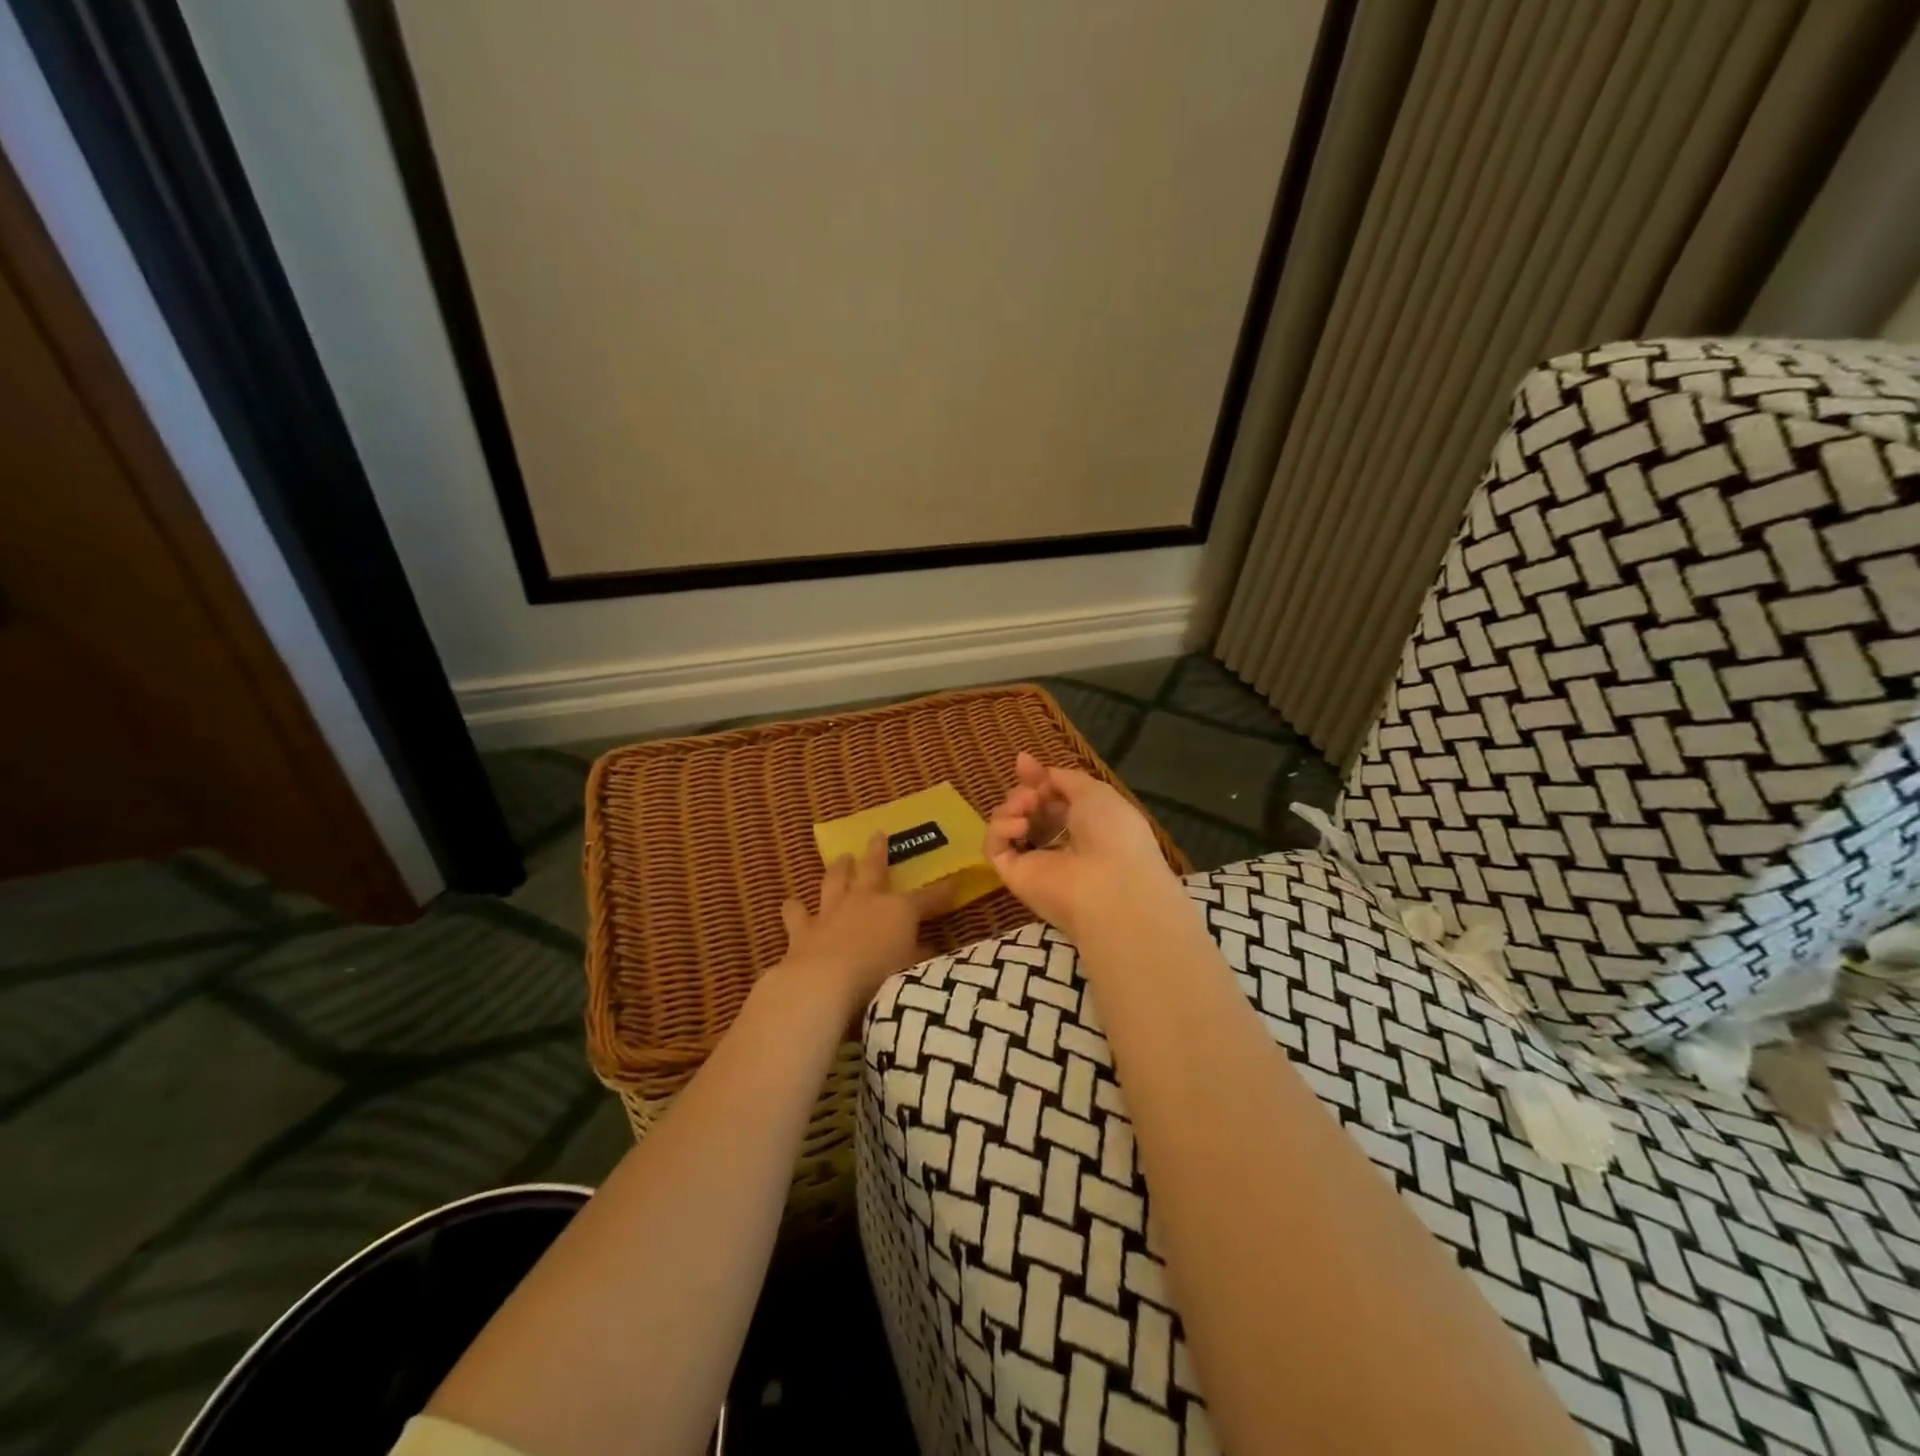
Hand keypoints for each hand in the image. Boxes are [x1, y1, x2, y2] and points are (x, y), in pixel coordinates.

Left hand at [779, 833, 955, 1013]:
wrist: (824, 983)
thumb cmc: (879, 976)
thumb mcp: (910, 969)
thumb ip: (919, 957)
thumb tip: (929, 949)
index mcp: (898, 910)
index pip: (927, 898)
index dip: (942, 891)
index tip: (954, 882)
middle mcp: (865, 901)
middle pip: (873, 869)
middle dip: (878, 851)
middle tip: (878, 834)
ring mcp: (831, 911)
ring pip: (835, 881)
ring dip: (839, 869)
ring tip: (842, 857)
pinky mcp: (803, 929)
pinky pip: (797, 914)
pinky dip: (795, 908)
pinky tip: (791, 903)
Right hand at [984, 751, 1182, 940]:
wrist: (1110, 884)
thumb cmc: (1112, 833)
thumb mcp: (1094, 792)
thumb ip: (1063, 778)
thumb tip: (1031, 766)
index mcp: (1085, 825)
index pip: (1051, 799)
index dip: (1036, 779)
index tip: (1023, 763)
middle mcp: (1059, 843)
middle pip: (1027, 810)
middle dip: (1024, 792)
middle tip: (1031, 794)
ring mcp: (1035, 862)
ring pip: (1008, 826)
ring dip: (1012, 807)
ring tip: (1026, 808)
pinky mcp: (1014, 877)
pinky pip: (995, 847)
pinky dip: (1000, 829)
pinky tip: (1019, 827)